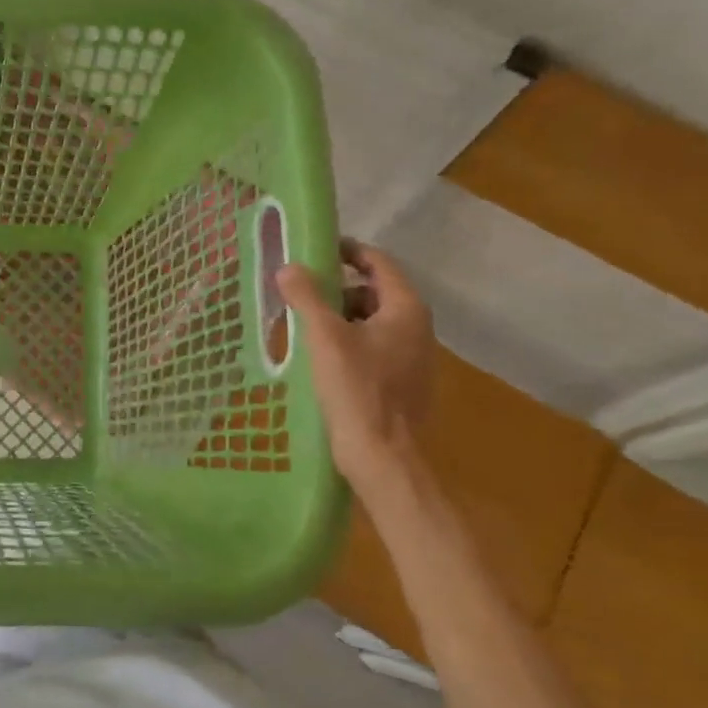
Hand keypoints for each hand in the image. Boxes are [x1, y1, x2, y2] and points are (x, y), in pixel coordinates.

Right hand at [276, 240, 434, 489]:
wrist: (384, 457)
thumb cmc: (357, 390)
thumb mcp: (324, 337)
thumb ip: (307, 297)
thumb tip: (289, 267)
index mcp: (406, 310)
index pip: (379, 263)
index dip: (348, 251)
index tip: (317, 250)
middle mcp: (418, 328)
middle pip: (375, 293)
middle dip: (338, 290)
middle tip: (301, 294)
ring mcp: (414, 358)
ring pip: (373, 323)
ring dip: (341, 318)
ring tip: (304, 327)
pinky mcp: (404, 384)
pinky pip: (374, 349)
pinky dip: (349, 343)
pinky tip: (322, 359)